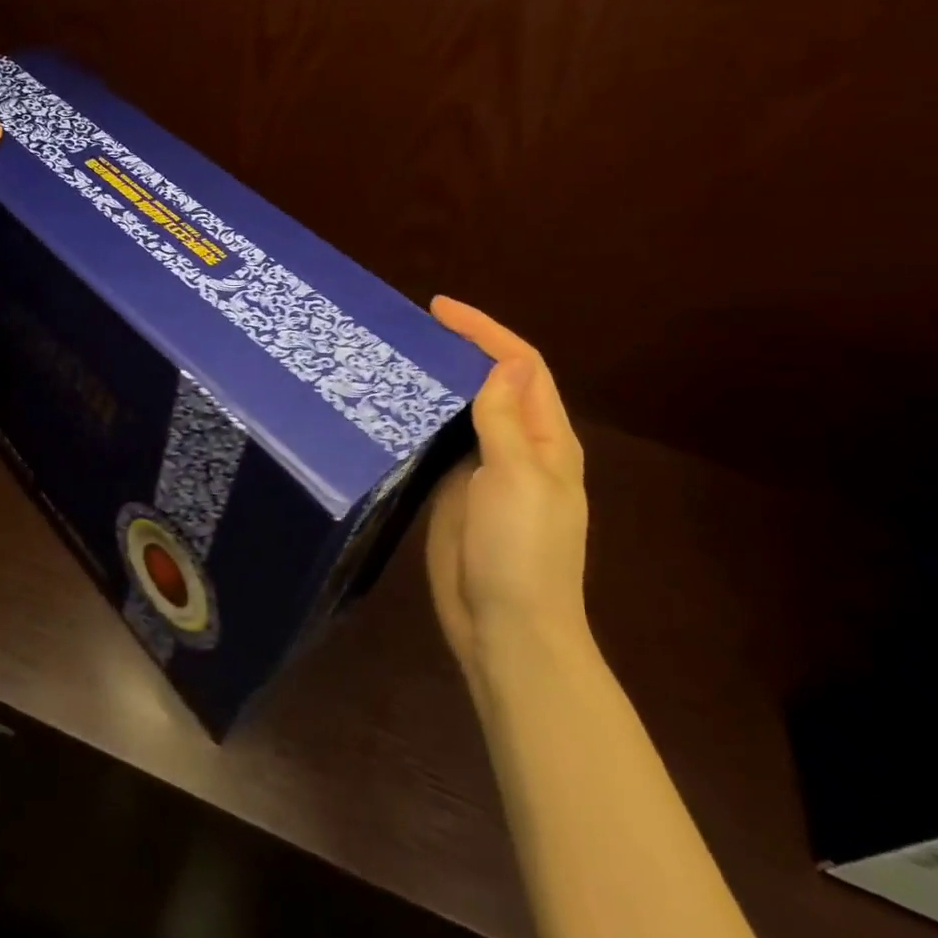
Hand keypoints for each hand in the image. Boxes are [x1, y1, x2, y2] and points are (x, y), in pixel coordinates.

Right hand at [423, 297, 589, 673]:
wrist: (505, 629)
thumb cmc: (521, 552)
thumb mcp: (517, 479)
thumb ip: (505, 420)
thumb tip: (506, 362)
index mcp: (546, 439)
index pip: (521, 366)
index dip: (484, 331)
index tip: (439, 308)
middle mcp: (518, 447)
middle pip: (492, 381)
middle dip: (460, 347)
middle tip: (410, 328)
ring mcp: (485, 470)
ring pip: (463, 409)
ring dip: (437, 379)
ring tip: (396, 356)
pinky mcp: (454, 490)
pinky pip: (439, 442)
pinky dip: (421, 417)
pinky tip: (392, 406)